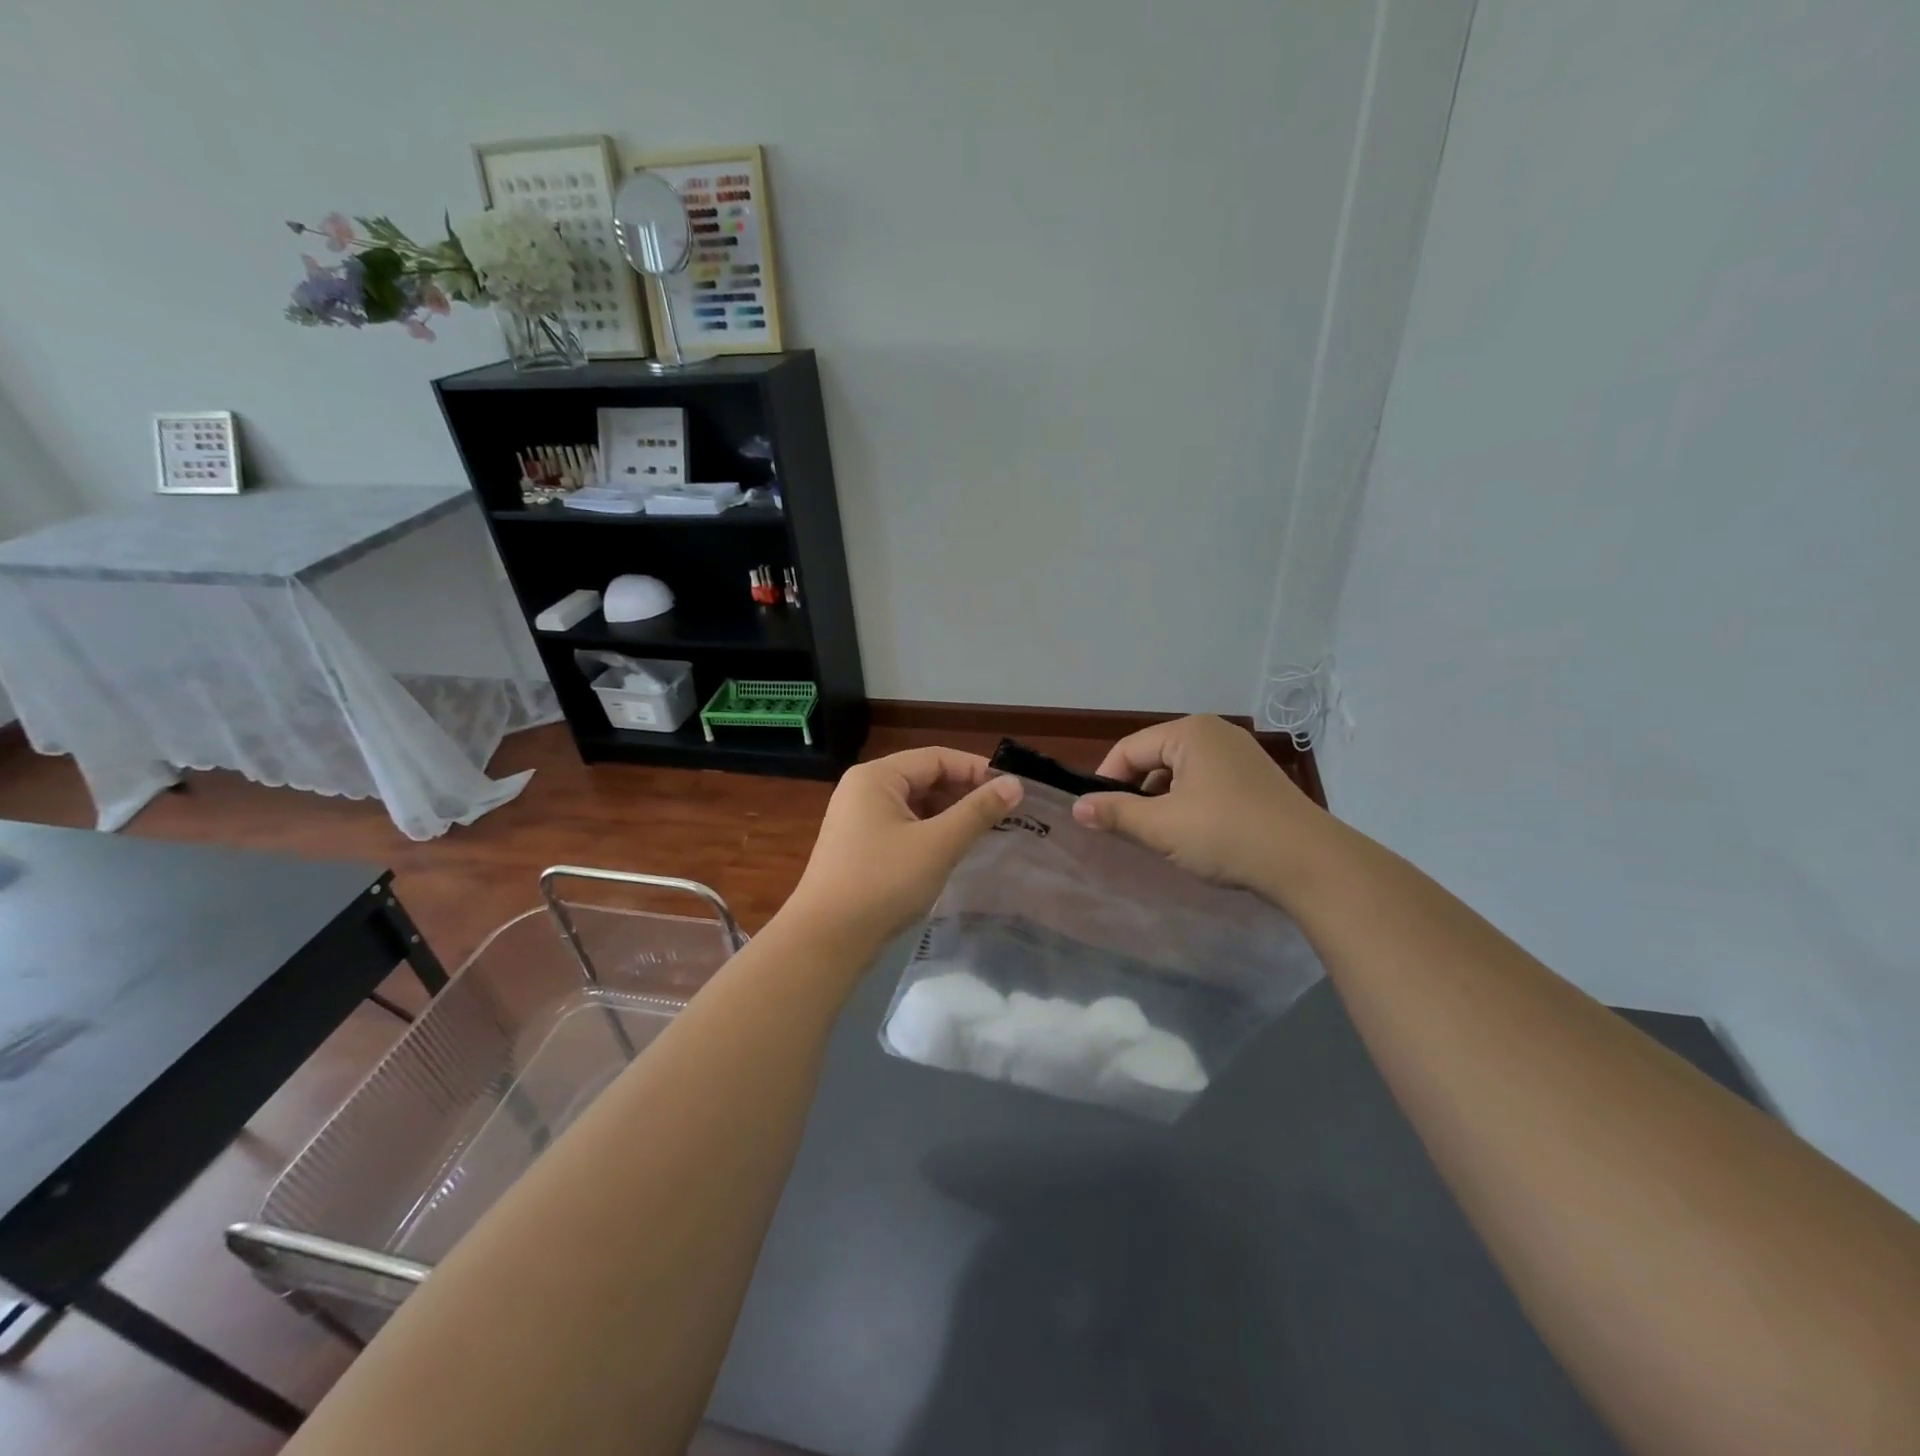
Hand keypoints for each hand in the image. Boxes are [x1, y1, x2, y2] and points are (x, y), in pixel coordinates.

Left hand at [784, 748, 1023, 951]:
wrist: (827, 939)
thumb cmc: (883, 882)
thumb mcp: (938, 844)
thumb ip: (978, 811)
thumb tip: (1015, 783)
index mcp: (877, 776)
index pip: (937, 758)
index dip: (977, 770)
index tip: (1014, 790)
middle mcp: (864, 788)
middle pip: (925, 778)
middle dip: (965, 792)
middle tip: (1006, 813)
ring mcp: (858, 818)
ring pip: (916, 804)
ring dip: (950, 814)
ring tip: (986, 831)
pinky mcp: (860, 845)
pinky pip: (904, 826)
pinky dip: (931, 832)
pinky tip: (954, 849)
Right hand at [1071, 716, 1326, 896]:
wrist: (1310, 863)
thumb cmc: (1227, 835)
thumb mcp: (1162, 826)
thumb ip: (1115, 813)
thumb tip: (1077, 807)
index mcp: (1191, 732)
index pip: (1129, 749)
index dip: (1106, 781)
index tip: (1097, 817)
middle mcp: (1216, 733)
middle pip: (1155, 758)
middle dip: (1137, 792)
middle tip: (1127, 829)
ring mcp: (1240, 755)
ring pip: (1181, 773)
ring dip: (1163, 802)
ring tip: (1160, 836)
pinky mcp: (1256, 780)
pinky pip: (1206, 784)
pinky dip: (1190, 805)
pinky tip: (1194, 835)